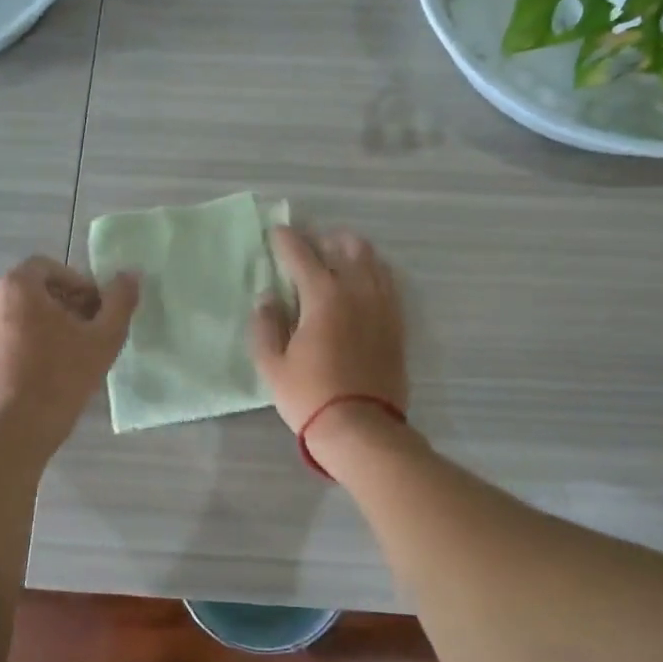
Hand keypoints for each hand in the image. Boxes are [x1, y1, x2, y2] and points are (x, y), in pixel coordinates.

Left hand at [0, 256, 139, 453]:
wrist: (14, 431)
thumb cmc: (62, 377)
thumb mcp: (104, 338)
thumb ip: (120, 301)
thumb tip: (131, 275)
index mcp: (17, 287)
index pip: (49, 268)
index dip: (77, 284)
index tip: (95, 310)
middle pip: (32, 293)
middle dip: (61, 307)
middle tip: (86, 333)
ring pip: (16, 320)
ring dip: (41, 329)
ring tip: (65, 358)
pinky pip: (1, 346)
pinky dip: (21, 351)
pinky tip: (40, 378)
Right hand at [248, 226, 407, 444]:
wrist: (361, 429)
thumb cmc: (309, 396)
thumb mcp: (272, 365)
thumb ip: (265, 325)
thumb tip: (268, 297)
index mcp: (323, 295)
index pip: (302, 254)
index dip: (286, 240)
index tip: (276, 232)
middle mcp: (357, 291)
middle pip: (346, 246)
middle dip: (324, 239)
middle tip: (308, 246)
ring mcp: (383, 306)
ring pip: (373, 261)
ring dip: (353, 252)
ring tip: (337, 258)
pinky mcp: (397, 324)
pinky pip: (388, 284)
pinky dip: (373, 273)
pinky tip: (362, 283)